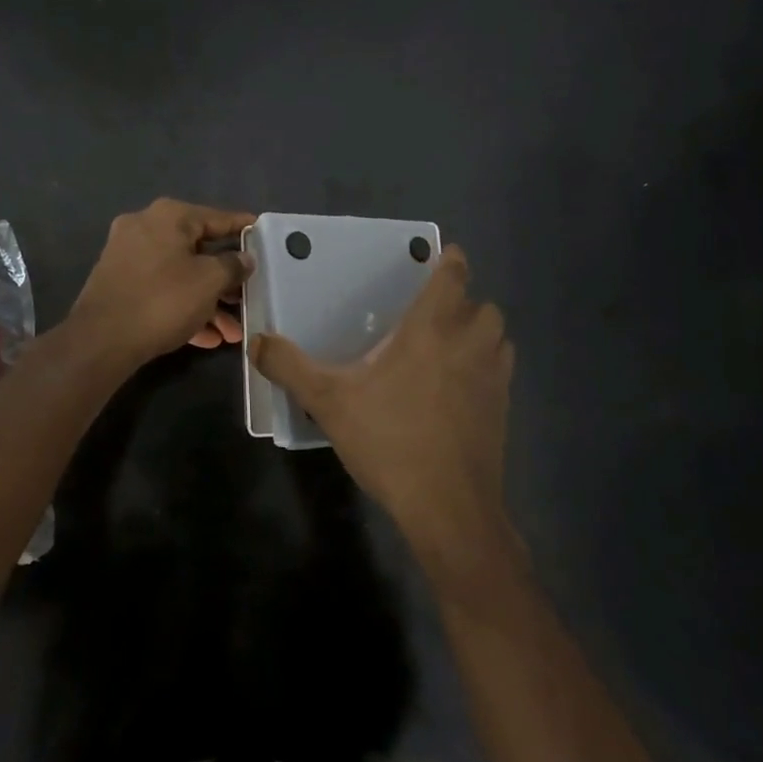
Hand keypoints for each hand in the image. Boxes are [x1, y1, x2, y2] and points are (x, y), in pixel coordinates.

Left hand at [69, 199, 255, 366]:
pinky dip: (183, 307)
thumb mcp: (209, 282)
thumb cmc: (163, 301)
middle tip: (248, 297)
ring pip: (180, 274)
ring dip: (208, 301)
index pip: (217, 218)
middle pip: (198, 249)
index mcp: (169, 216)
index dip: (243, 229)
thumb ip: (233, 265)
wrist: (101, 341)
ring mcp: (128, 255)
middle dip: (225, 280)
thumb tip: (244, 257)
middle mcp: (145, 227)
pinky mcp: (119, 283)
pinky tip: (207, 338)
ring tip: (232, 332)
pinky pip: (161, 289)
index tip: (264, 236)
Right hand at [250, 245, 513, 566]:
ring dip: (481, 332)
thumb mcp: (329, 402)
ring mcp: (493, 378)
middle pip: (484, 305)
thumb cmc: (390, 440)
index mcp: (431, 329)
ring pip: (499, 337)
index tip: (445, 255)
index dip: (451, 261)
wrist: (448, 506)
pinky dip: (488, 366)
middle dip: (466, 301)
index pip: (453, 277)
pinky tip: (460, 389)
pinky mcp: (503, 410)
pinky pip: (502, 371)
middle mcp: (469, 344)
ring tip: (451, 345)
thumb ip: (291, 367)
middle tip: (435, 312)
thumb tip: (258, 341)